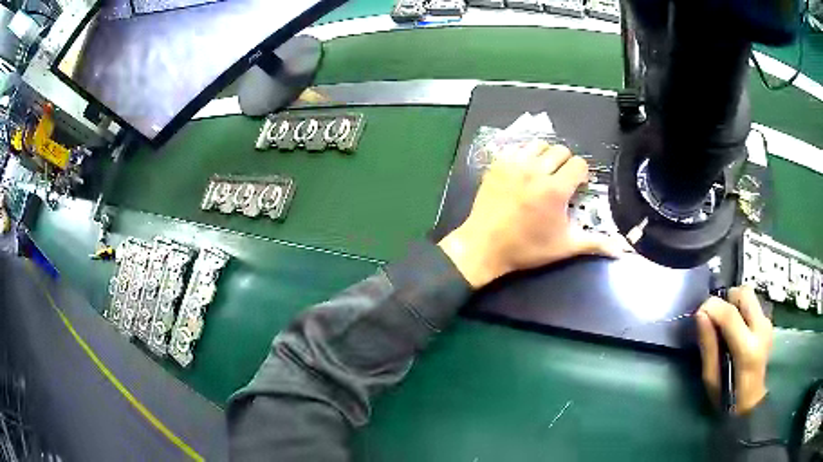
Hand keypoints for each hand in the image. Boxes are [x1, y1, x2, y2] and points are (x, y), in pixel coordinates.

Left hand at [438, 140, 629, 287]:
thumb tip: (621, 250)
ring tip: (543, 173)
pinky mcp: (497, 164)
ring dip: (545, 156)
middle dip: (565, 163)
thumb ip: (595, 243)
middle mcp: (536, 170)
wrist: (485, 246)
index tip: (577, 187)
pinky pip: (516, 148)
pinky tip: (523, 171)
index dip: (582, 174)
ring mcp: (514, 164)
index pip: (579, 164)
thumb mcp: (565, 247)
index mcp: (555, 188)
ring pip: (538, 145)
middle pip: (560, 150)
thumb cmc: (527, 248)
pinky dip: (524, 155)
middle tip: (560, 181)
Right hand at [696, 287, 772, 414]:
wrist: (750, 403)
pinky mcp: (768, 322)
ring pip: (749, 294)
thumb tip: (700, 315)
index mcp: (747, 349)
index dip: (712, 307)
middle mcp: (761, 329)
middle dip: (726, 300)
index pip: (730, 314)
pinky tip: (735, 328)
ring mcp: (767, 323)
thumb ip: (708, 346)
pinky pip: (752, 303)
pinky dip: (740, 309)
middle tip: (714, 318)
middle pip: (744, 294)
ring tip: (725, 323)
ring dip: (734, 303)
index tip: (698, 312)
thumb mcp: (711, 379)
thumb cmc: (726, 397)